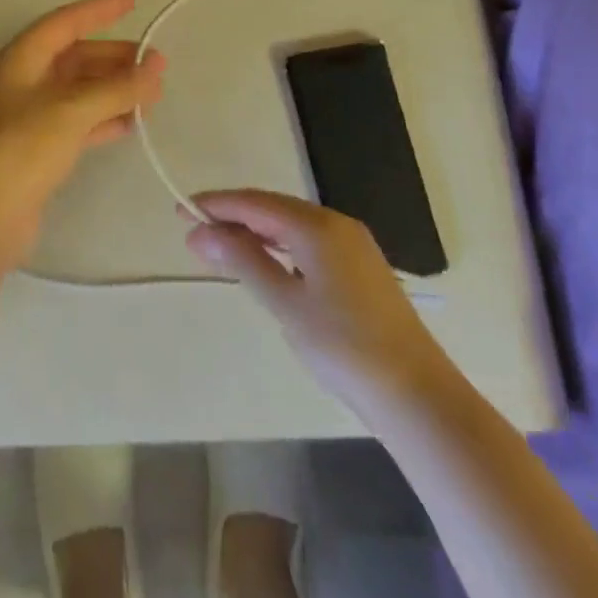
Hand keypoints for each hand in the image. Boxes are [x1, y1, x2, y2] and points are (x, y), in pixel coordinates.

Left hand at [0, 0, 165, 267]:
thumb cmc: (21, 148)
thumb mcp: (71, 110)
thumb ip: (117, 88)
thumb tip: (157, 67)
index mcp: (20, 59)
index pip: (65, 22)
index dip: (99, 9)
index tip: (133, 0)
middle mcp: (22, 81)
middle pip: (74, 57)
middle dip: (114, 58)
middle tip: (155, 63)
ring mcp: (28, 117)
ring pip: (79, 91)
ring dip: (113, 89)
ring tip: (152, 94)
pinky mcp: (36, 150)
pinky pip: (78, 122)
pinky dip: (104, 119)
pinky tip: (130, 124)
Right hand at [183, 190, 437, 412]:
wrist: (417, 394)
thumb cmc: (343, 346)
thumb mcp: (285, 303)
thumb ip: (242, 260)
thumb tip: (199, 231)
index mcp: (316, 226)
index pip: (254, 203)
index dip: (216, 204)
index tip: (181, 210)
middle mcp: (336, 224)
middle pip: (273, 208)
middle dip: (233, 216)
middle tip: (195, 230)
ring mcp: (353, 245)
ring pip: (292, 225)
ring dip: (256, 231)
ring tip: (223, 245)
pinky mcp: (361, 268)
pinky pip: (309, 241)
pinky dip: (280, 246)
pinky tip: (268, 263)